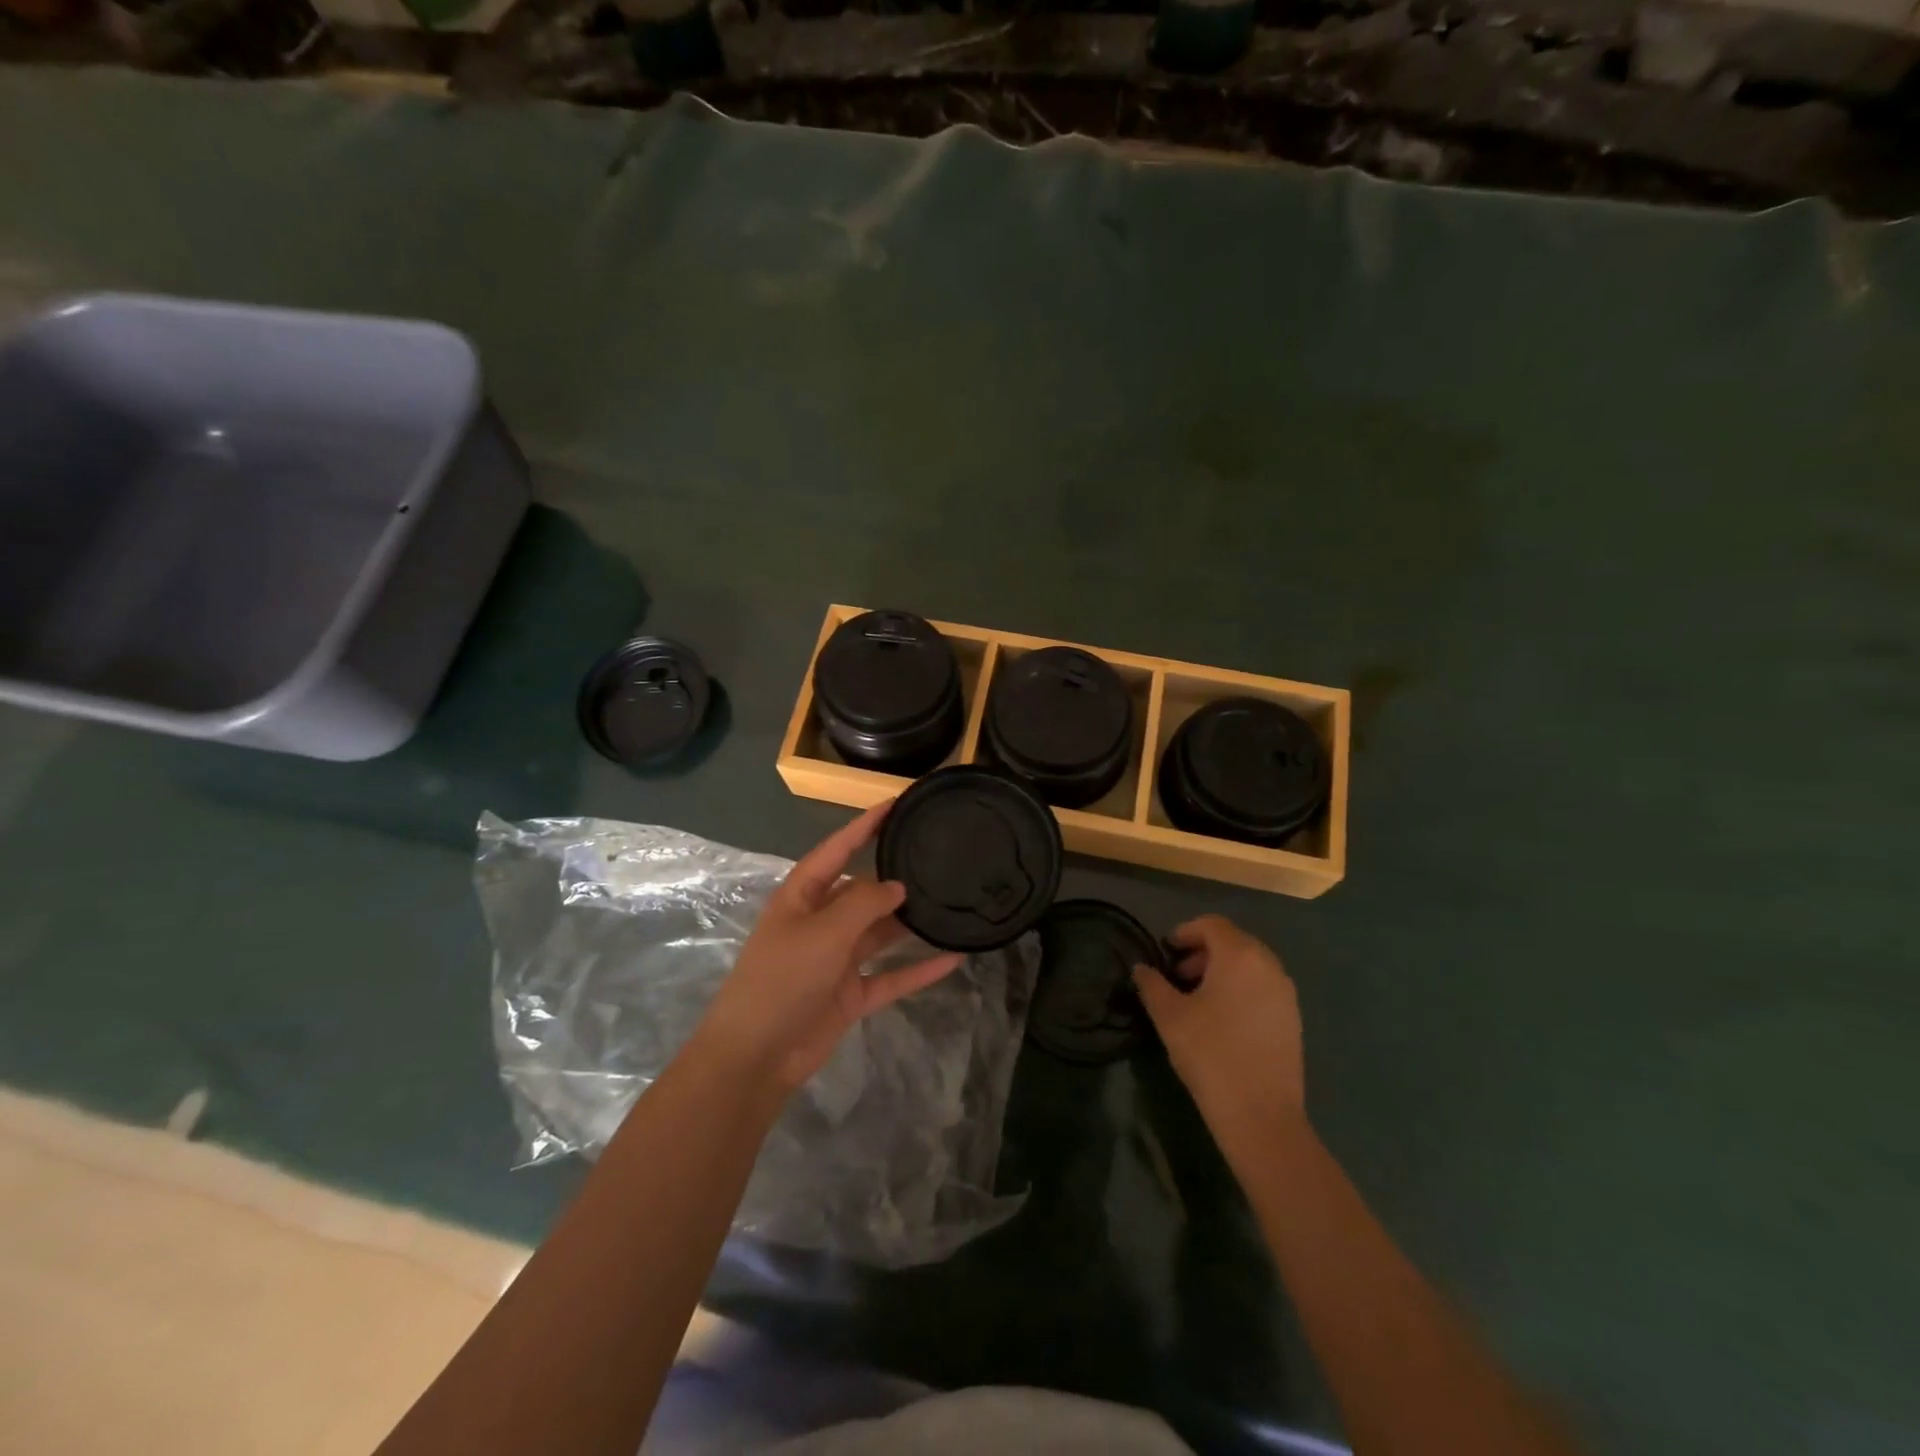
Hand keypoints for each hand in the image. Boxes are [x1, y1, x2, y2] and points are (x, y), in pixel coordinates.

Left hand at [701, 801, 962, 1092]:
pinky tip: (953, 958)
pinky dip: (918, 969)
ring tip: (949, 904)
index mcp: (801, 897)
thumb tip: (897, 886)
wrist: (756, 1057)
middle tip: (937, 861)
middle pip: (862, 892)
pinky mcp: (850, 995)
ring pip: (880, 933)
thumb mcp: (823, 932)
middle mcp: (819, 923)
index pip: (836, 850)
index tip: (895, 804)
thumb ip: (863, 904)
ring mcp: (835, 960)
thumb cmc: (782, 980)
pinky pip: (890, 976)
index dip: (863, 826)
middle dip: (894, 879)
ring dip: (909, 924)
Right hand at [1134, 915, 1307, 1158]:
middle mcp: (1268, 965)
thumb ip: (1151, 984)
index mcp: (1239, 955)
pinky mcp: (1292, 1018)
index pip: (1211, 925)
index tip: (1165, 952)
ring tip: (1197, 998)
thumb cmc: (1209, 1053)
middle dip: (1202, 952)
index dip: (1185, 932)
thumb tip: (1141, 968)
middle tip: (1178, 976)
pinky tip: (1222, 1019)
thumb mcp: (1168, 1015)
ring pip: (1249, 964)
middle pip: (1233, 942)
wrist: (1260, 1114)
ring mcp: (1285, 992)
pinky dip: (1241, 988)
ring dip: (1221, 970)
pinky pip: (1263, 986)